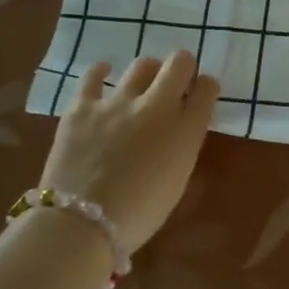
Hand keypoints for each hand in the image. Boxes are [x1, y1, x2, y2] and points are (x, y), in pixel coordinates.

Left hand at [40, 52, 218, 259]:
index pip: (207, 89)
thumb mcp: (177, 180)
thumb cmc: (139, 214)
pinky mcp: (82, 106)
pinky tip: (104, 74)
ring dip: (148, 71)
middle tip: (176, 81)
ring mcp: (117, 102)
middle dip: (183, 67)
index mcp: (186, 130)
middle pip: (179, 64)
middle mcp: (157, 107)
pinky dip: (101, 72)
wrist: (81, 224)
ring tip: (142, 83)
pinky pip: (93, 76)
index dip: (205, 87)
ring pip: (142, 65)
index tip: (200, 94)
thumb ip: (182, 146)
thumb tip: (179, 129)